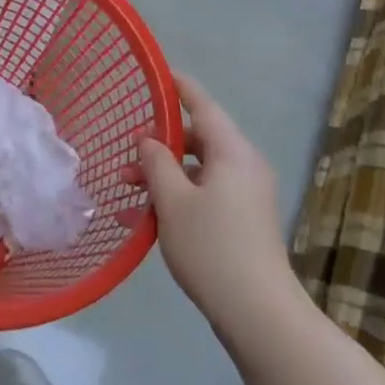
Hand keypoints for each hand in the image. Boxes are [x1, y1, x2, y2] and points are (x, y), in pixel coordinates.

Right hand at [137, 74, 290, 320]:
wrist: (258, 311)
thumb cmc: (211, 248)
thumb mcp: (173, 201)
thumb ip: (156, 163)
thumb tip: (149, 140)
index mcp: (232, 152)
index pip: (203, 105)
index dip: (179, 87)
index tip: (158, 73)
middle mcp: (245, 165)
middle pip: (199, 139)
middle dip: (160, 144)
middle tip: (126, 154)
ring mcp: (248, 194)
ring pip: (198, 169)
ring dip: (164, 175)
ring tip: (127, 192)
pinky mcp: (245, 219)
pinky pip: (206, 193)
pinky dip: (178, 197)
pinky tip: (145, 219)